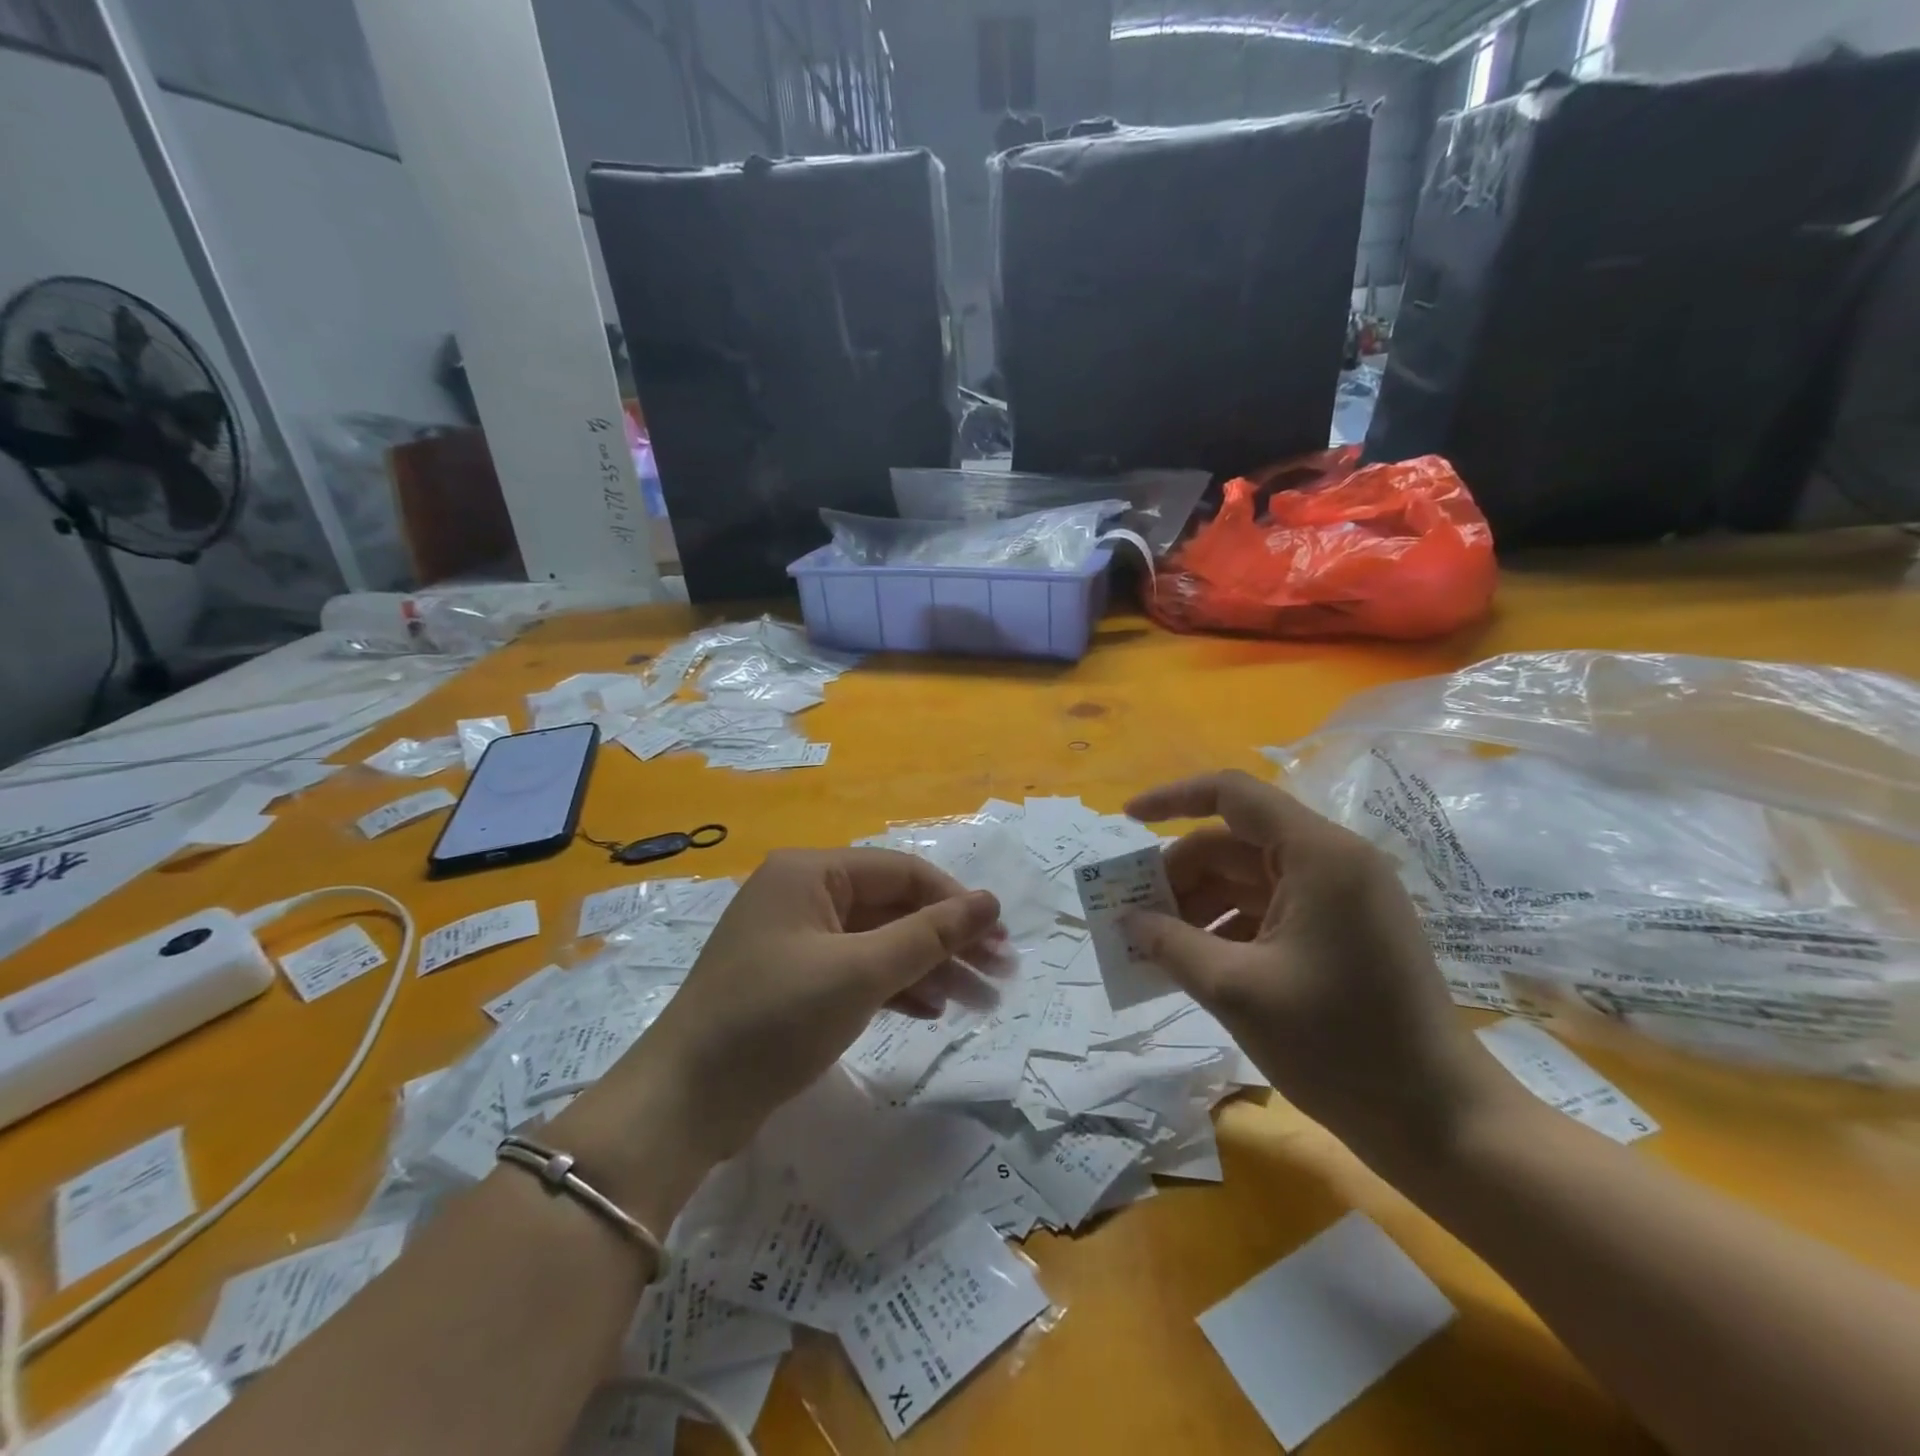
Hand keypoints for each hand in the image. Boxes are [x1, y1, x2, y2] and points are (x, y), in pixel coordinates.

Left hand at [605, 849, 1005, 1165]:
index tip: (1000, 939)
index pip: (902, 873)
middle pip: (893, 908)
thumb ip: (929, 935)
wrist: (684, 1103)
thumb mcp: (859, 973)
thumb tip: (989, 901)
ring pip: (879, 943)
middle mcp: (803, 894)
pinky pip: (857, 972)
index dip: (955, 903)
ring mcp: (796, 940)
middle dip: (948, 941)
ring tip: (980, 1002)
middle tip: (1001, 973)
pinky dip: (894, 988)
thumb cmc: (774, 1019)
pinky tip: (931, 1011)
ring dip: (929, 969)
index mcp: (810, 872)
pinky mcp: (794, 982)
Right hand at [1122, 770, 1513, 1168]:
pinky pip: (1268, 909)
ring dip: (1199, 904)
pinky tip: (1197, 963)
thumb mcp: (1237, 990)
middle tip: (1134, 913)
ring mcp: (1340, 897)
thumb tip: (1125, 920)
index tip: (1125, 821)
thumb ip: (1171, 944)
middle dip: (1179, 874)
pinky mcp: (1342, 930)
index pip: (1232, 794)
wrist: (1440, 1122)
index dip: (1172, 798)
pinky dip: (1227, 926)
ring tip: (1157, 946)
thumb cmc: (1339, 1046)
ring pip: (1247, 878)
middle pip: (1234, 842)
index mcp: (1317, 855)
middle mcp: (1332, 861)